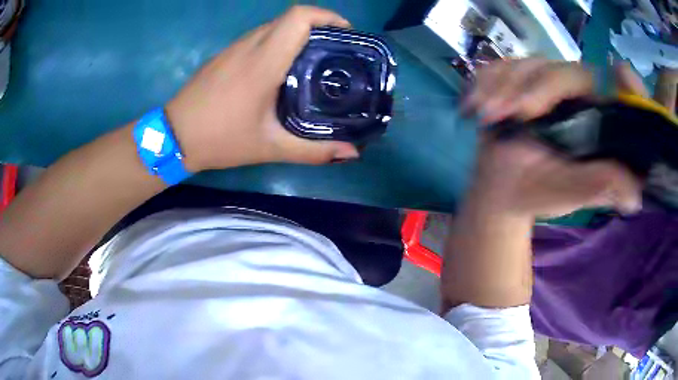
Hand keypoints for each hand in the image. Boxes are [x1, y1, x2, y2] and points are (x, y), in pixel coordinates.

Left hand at [166, 6, 359, 171]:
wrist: (173, 137)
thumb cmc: (220, 140)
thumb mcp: (269, 148)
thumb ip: (313, 151)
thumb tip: (351, 153)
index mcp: (263, 62)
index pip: (298, 17)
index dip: (327, 16)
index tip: (345, 33)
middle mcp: (249, 45)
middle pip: (290, 18)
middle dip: (319, 26)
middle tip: (336, 51)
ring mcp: (233, 47)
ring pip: (273, 26)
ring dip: (298, 34)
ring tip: (313, 59)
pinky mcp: (224, 54)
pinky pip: (258, 37)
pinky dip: (278, 42)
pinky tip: (281, 68)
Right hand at [465, 59, 643, 217]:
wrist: (503, 190)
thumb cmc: (541, 192)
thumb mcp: (573, 193)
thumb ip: (602, 187)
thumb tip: (635, 197)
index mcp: (597, 119)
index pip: (617, 89)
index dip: (623, 80)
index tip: (623, 76)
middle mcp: (576, 95)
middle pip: (567, 71)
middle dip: (540, 88)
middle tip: (517, 113)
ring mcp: (544, 84)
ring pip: (531, 65)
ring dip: (505, 86)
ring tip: (489, 115)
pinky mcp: (517, 80)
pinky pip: (501, 66)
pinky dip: (486, 81)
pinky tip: (477, 103)